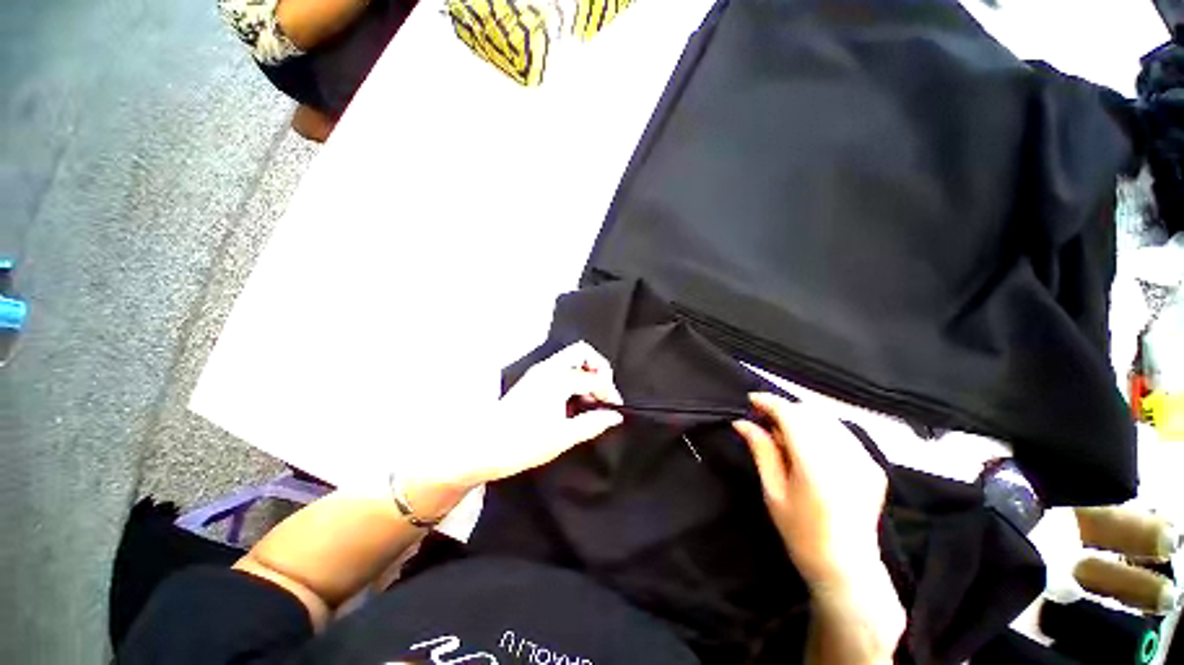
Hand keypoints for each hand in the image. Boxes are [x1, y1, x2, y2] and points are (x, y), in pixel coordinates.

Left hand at [408, 342, 623, 499]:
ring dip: (586, 372)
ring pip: (571, 358)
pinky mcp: (533, 380)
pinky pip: (561, 368)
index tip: (614, 409)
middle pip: (582, 352)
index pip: (594, 378)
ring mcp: (538, 373)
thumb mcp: (563, 437)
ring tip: (590, 398)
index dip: (609, 392)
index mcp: (557, 379)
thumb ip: (592, 424)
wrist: (482, 448)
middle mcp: (548, 369)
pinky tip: (574, 400)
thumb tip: (614, 417)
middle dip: (599, 368)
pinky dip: (574, 377)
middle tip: (604, 392)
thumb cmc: (520, 444)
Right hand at [734, 393, 888, 589]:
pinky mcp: (873, 464)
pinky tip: (809, 447)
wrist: (848, 569)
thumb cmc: (801, 533)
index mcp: (816, 465)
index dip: (769, 402)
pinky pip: (841, 432)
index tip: (751, 400)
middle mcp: (845, 456)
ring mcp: (864, 459)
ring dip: (802, 417)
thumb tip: (742, 422)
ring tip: (785, 436)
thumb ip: (761, 450)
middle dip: (784, 409)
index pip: (791, 415)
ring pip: (827, 418)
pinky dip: (820, 429)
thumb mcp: (773, 492)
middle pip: (810, 411)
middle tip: (764, 422)